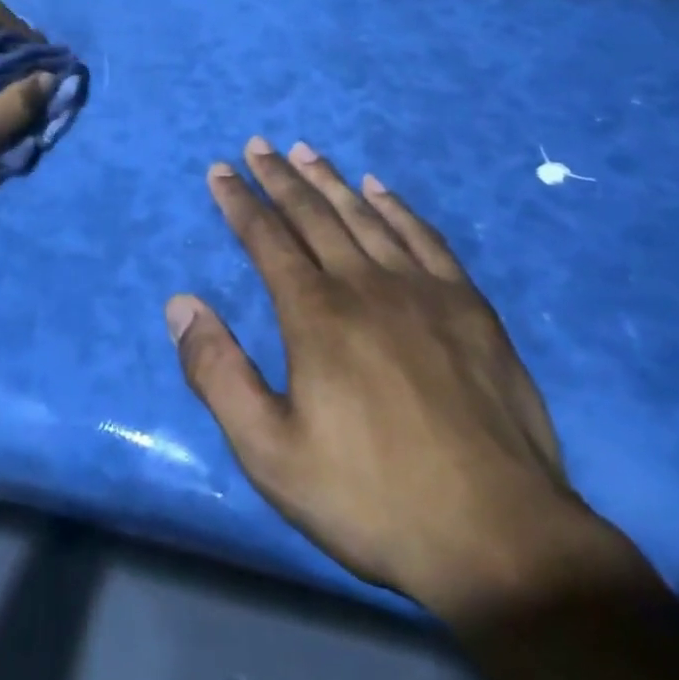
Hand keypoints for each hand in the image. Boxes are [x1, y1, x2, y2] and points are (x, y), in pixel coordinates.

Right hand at [168, 138, 633, 623]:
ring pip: (365, 216)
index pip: (266, 239)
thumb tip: (180, 303)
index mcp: (316, 315)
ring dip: (331, 180)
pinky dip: (396, 206)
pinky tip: (380, 189)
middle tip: (259, 144)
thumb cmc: (372, 498)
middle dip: (280, 176)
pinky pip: (424, 237)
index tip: (220, 170)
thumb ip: (218, 373)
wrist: (498, 535)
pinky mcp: (468, 305)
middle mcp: (365, 284)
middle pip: (313, 214)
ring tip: (306, 150)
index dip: (240, 201)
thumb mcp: (270, 453)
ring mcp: (422, 289)